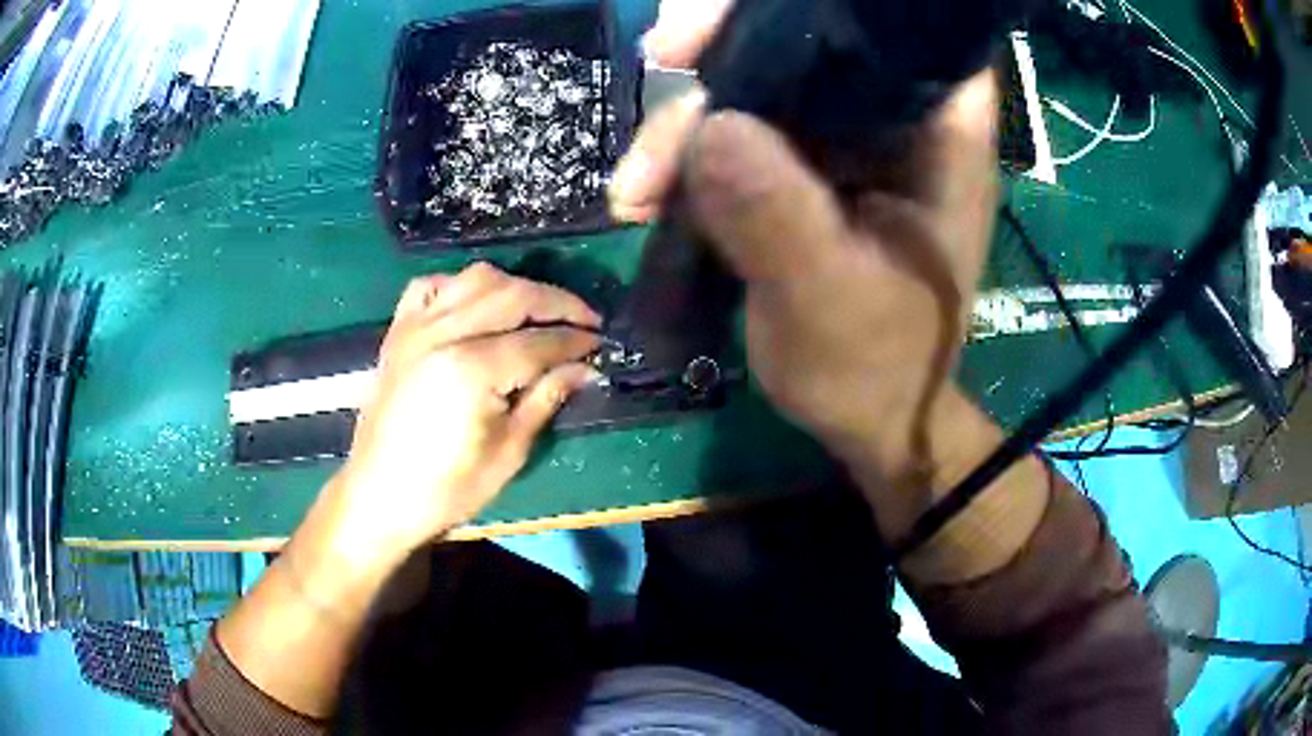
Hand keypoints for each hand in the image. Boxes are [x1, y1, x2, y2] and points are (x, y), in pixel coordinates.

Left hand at [333, 262, 600, 555]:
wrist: (379, 496)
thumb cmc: (446, 488)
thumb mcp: (507, 453)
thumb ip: (545, 399)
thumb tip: (585, 369)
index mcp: (471, 369)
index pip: (538, 341)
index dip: (575, 340)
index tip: (602, 344)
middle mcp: (443, 333)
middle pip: (512, 296)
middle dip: (557, 302)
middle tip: (586, 319)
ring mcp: (416, 327)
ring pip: (475, 279)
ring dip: (515, 287)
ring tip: (538, 309)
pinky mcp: (398, 331)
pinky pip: (431, 286)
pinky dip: (459, 286)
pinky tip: (475, 304)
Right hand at [611, 2, 1000, 541]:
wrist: (873, 420)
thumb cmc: (876, 371)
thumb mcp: (829, 304)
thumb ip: (780, 218)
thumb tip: (709, 128)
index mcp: (940, 132)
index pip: (901, 27)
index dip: (824, 4)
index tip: (737, 20)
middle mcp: (898, 117)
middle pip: (814, 35)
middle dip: (731, 44)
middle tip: (663, 60)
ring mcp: (847, 138)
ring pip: (763, 80)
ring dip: (690, 117)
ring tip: (636, 188)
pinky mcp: (806, 165)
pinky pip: (740, 127)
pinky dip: (688, 153)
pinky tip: (645, 196)